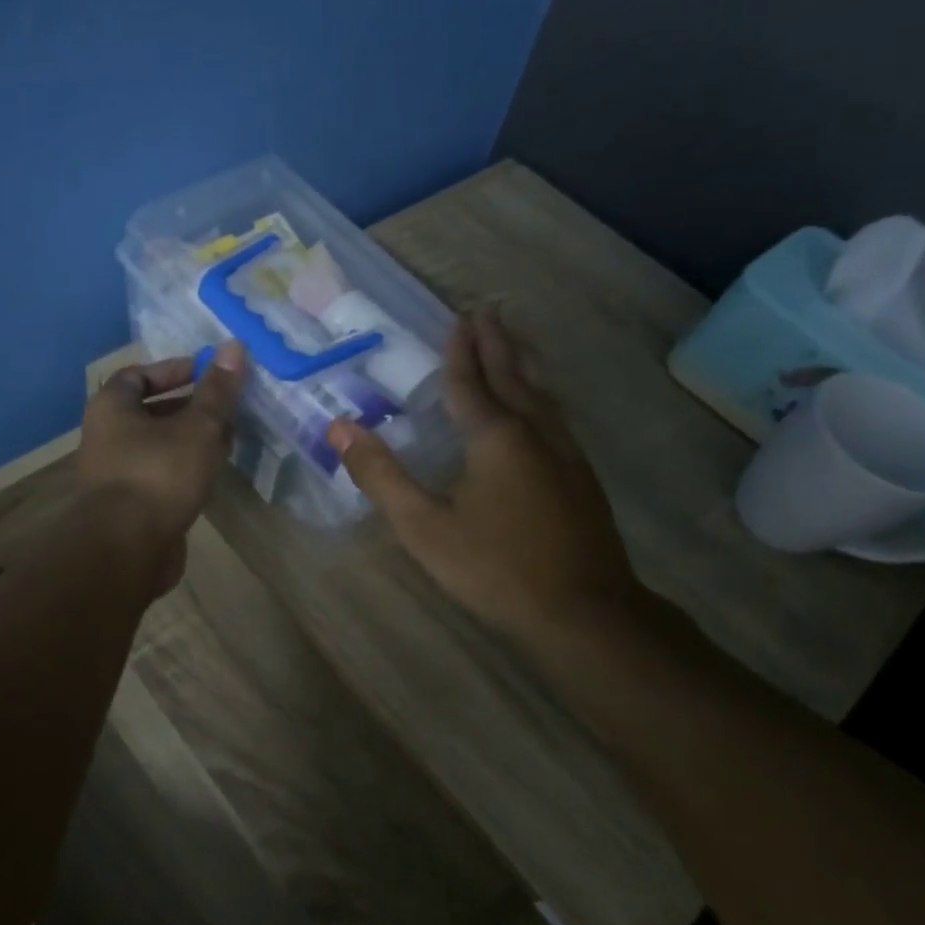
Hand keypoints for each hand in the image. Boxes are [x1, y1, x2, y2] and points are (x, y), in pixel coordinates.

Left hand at [78, 343, 247, 590]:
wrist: (127, 549)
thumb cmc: (159, 475)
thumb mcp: (197, 427)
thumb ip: (217, 391)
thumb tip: (234, 346)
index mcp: (111, 408)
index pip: (139, 374)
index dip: (174, 370)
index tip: (209, 374)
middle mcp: (106, 436)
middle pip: (149, 410)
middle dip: (189, 406)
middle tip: (226, 408)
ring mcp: (115, 473)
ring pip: (157, 445)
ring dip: (190, 439)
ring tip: (228, 439)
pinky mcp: (129, 505)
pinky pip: (159, 474)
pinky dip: (184, 468)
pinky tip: (212, 474)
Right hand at [326, 311, 639, 646]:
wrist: (584, 612)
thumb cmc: (495, 568)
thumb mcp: (424, 527)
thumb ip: (382, 477)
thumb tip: (340, 428)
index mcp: (495, 438)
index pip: (471, 383)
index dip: (461, 352)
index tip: (460, 318)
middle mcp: (535, 434)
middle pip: (513, 377)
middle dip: (498, 344)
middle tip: (489, 312)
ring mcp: (567, 454)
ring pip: (543, 394)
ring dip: (525, 363)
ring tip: (516, 341)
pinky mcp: (583, 477)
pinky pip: (557, 416)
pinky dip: (542, 394)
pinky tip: (544, 406)